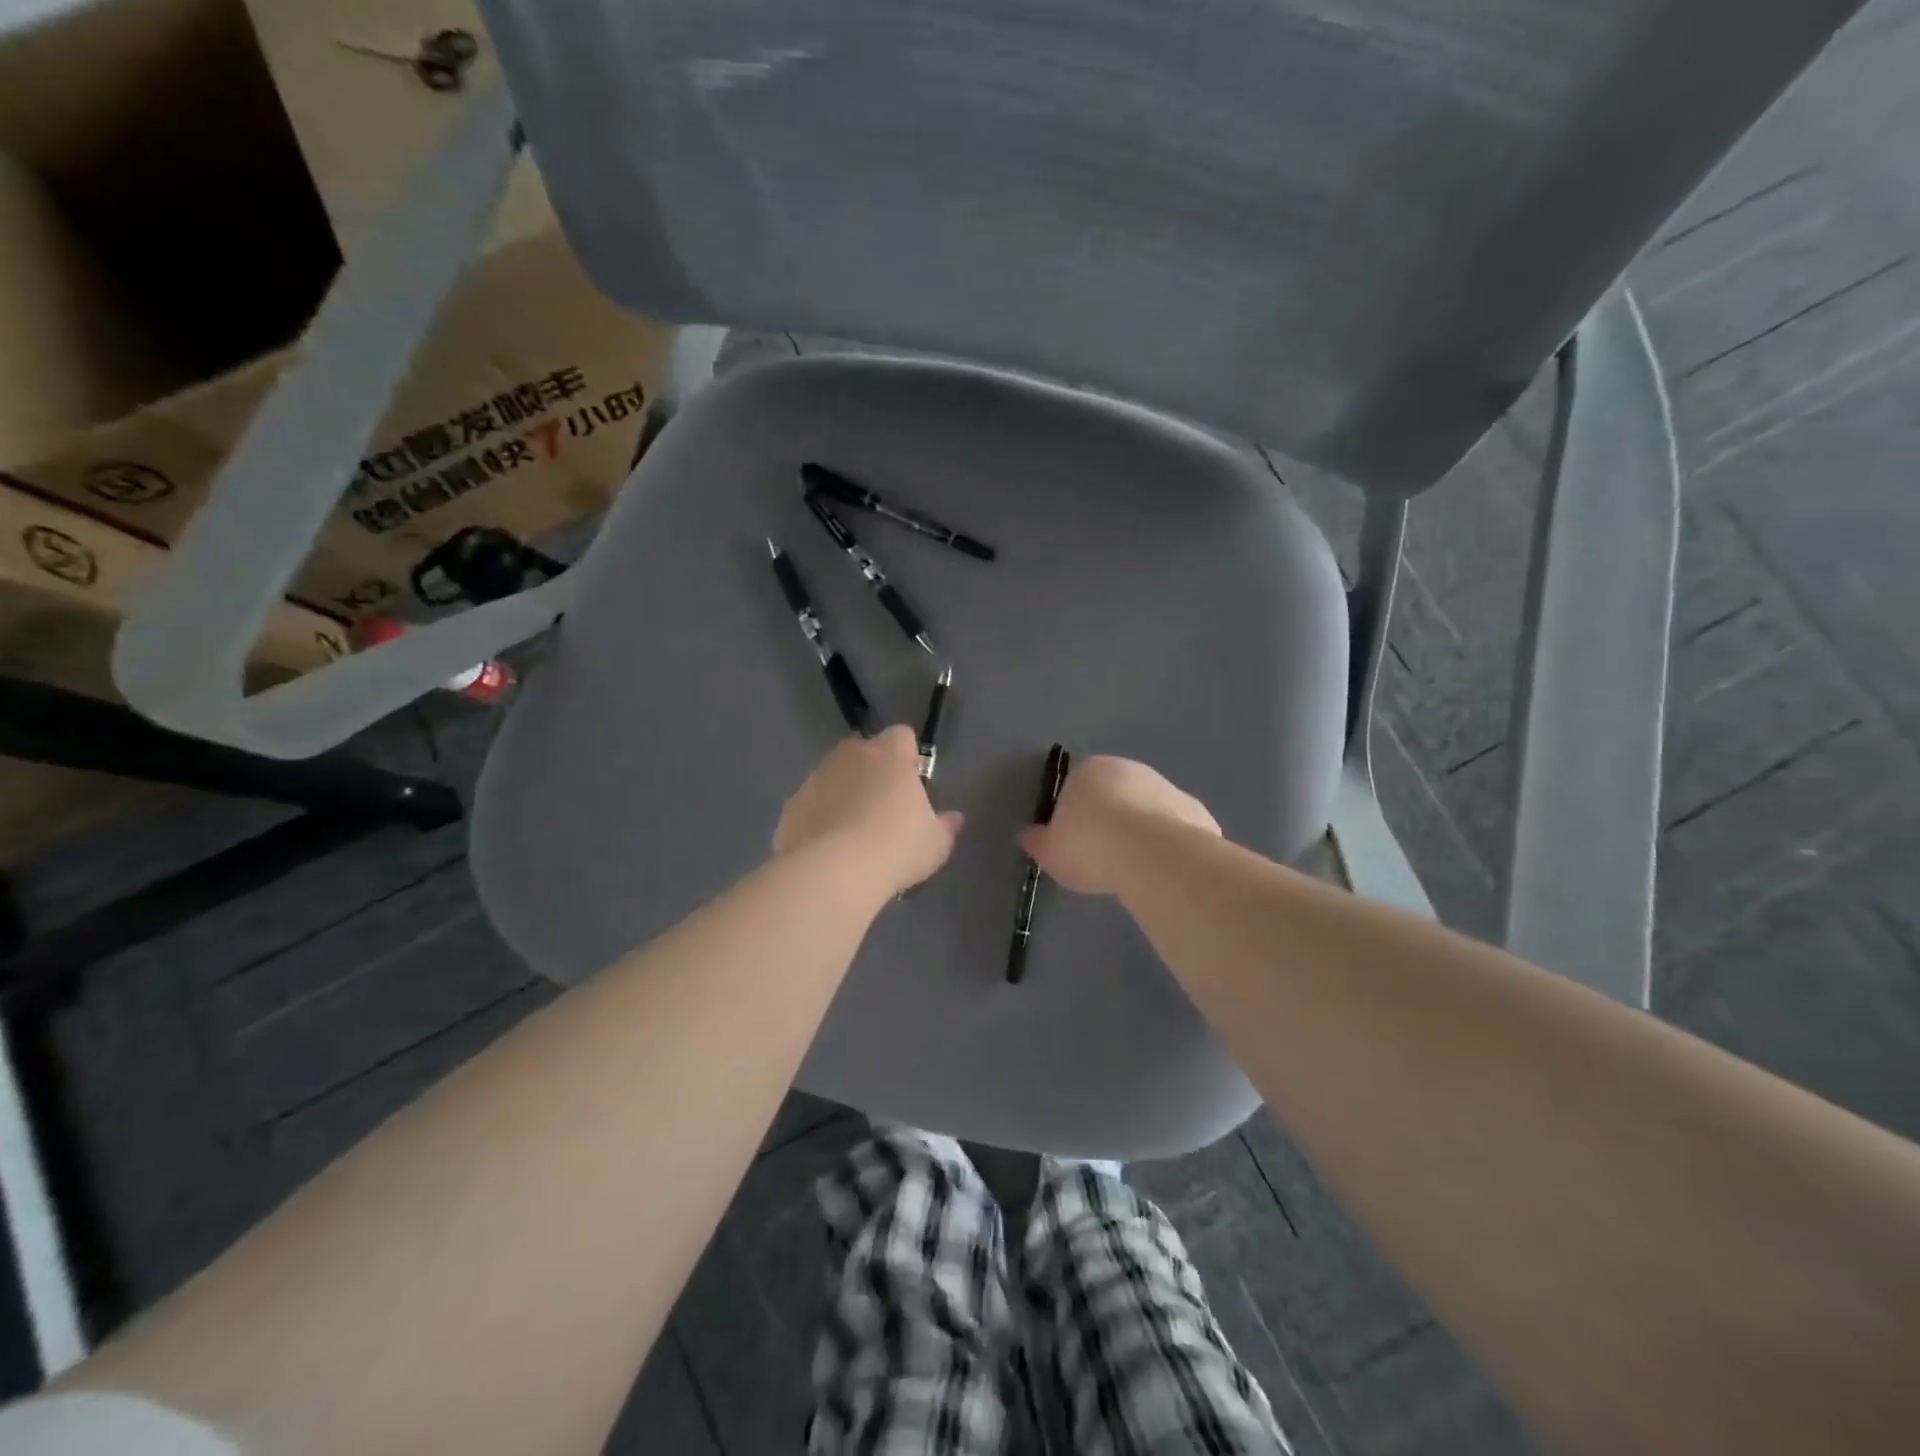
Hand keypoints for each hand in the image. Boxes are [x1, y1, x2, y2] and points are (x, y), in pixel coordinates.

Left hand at [775, 727, 962, 895]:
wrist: (832, 873)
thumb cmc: (895, 848)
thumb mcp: (935, 843)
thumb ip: (945, 826)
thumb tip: (954, 818)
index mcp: (890, 754)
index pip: (902, 736)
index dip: (908, 756)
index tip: (912, 783)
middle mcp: (850, 755)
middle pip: (865, 752)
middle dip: (873, 772)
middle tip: (884, 809)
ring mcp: (816, 777)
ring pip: (835, 776)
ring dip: (844, 794)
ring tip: (854, 834)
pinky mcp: (792, 805)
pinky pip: (813, 804)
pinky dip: (820, 817)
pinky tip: (829, 849)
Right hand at [1020, 754, 1218, 895]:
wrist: (1151, 855)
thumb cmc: (1089, 846)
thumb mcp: (1050, 851)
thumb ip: (1039, 841)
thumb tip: (1028, 835)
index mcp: (1089, 770)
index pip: (1075, 784)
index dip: (1073, 812)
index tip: (1073, 840)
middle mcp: (1130, 769)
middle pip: (1115, 793)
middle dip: (1110, 817)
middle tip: (1102, 854)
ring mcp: (1166, 787)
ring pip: (1147, 808)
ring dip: (1141, 829)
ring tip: (1133, 867)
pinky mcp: (1196, 811)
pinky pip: (1175, 828)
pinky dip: (1168, 843)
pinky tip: (1162, 869)